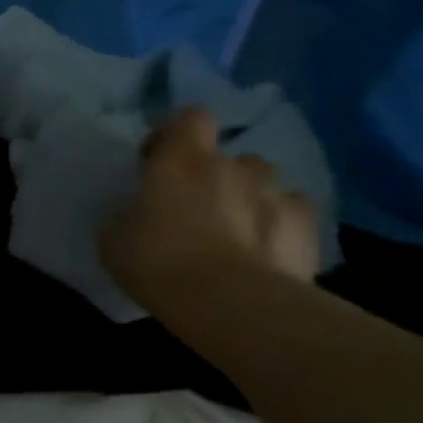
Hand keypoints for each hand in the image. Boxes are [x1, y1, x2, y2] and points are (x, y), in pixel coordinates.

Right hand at [101, 105, 319, 305]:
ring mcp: (276, 194)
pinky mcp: (309, 229)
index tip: (159, 162)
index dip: (176, 135)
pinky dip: (280, 225)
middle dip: (215, 176)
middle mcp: (232, 166)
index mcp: (181, 159)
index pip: (190, 117)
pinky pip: (293, 213)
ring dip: (249, 198)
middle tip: (196, 209)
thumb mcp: (114, 238)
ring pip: (263, 183)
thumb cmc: (159, 261)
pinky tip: (265, 251)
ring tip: (236, 232)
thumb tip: (134, 214)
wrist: (231, 305)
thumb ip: (126, 214)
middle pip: (228, 157)